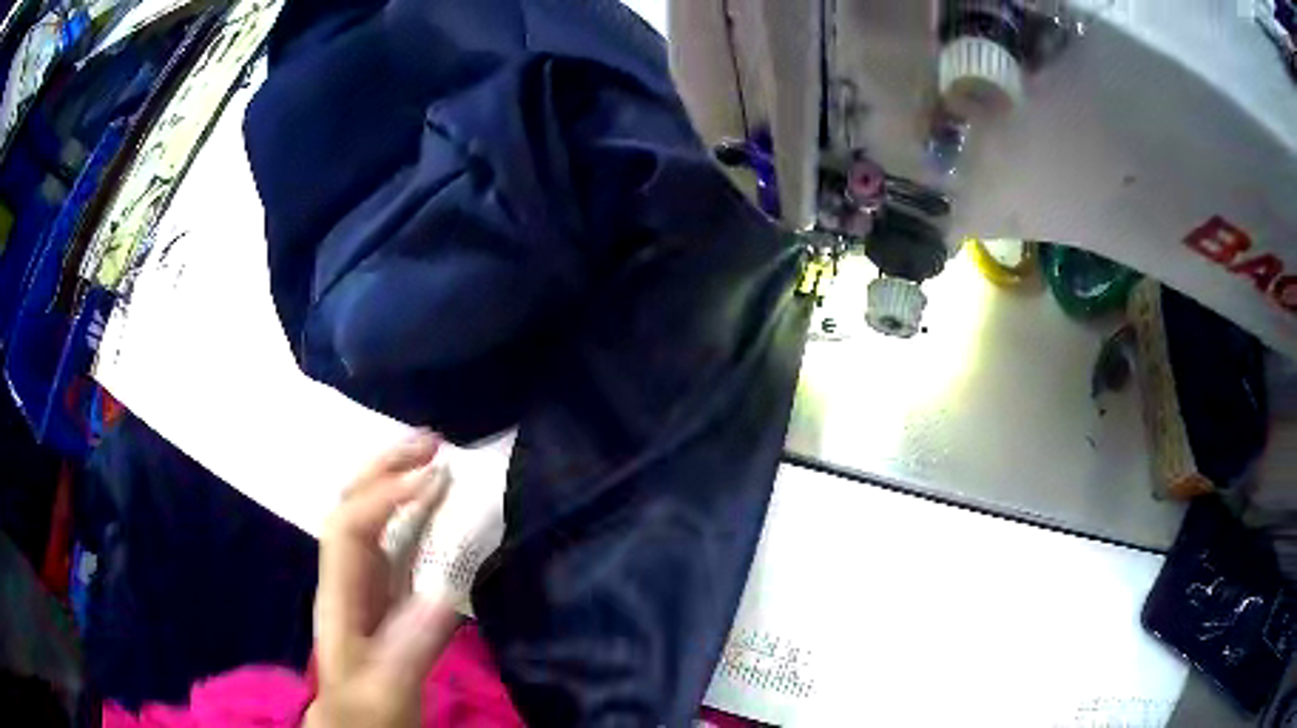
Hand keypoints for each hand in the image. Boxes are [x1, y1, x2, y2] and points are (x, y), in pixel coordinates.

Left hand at [305, 432, 460, 727]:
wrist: (357, 726)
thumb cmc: (368, 710)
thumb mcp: (390, 687)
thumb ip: (411, 645)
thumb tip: (445, 590)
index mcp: (340, 596)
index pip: (349, 527)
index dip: (386, 497)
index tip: (434, 479)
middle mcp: (347, 578)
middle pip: (352, 506)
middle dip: (385, 468)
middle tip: (431, 441)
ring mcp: (364, 584)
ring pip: (371, 518)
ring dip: (398, 480)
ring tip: (434, 455)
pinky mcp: (383, 597)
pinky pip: (395, 543)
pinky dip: (414, 514)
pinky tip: (436, 503)